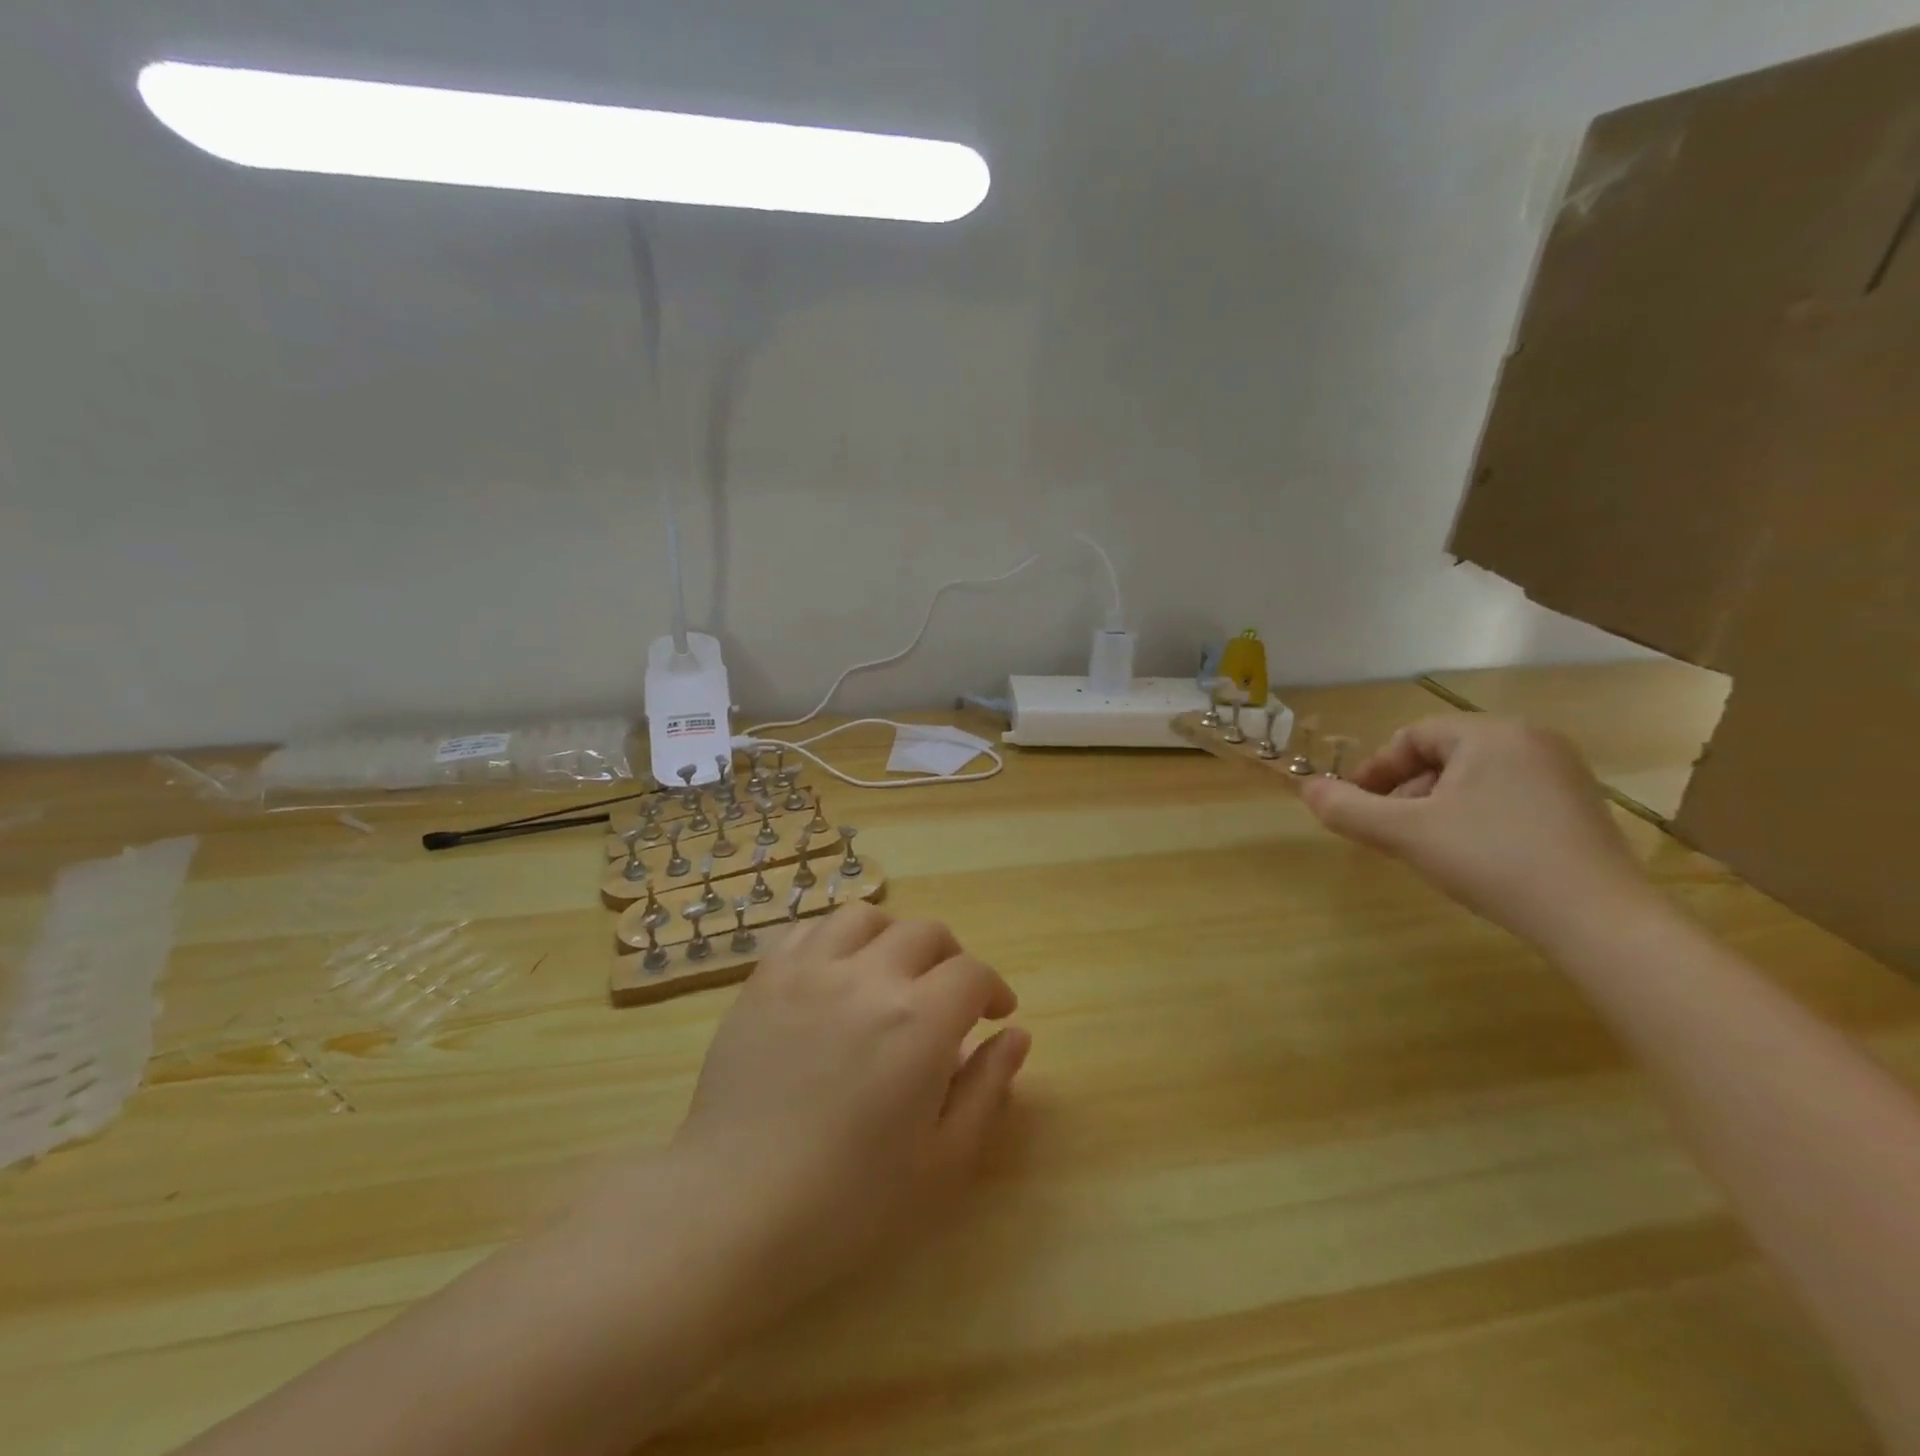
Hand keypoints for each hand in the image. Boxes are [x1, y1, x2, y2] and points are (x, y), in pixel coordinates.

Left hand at [665, 903, 1029, 1314]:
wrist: (733, 1210)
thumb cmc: (848, 1200)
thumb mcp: (941, 1160)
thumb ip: (986, 1087)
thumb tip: (1016, 1035)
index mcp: (918, 1021)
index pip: (972, 973)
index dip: (993, 989)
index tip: (995, 1015)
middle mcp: (868, 976)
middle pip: (926, 933)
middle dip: (951, 959)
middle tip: (948, 998)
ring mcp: (809, 970)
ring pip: (865, 917)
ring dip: (892, 937)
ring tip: (891, 972)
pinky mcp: (765, 978)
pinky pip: (808, 930)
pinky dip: (835, 938)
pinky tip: (836, 972)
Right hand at [1300, 716, 1657, 948]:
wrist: (1599, 920)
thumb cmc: (1492, 860)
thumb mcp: (1406, 834)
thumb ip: (1348, 809)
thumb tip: (1306, 789)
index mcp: (1491, 733)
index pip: (1412, 736)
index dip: (1375, 769)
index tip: (1357, 806)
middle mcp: (1531, 740)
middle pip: (1443, 755)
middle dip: (1405, 790)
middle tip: (1388, 830)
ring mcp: (1562, 774)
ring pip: (1473, 778)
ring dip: (1436, 805)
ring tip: (1425, 846)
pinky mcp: (1579, 807)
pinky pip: (1507, 796)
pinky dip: (1474, 816)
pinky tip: (1471, 856)